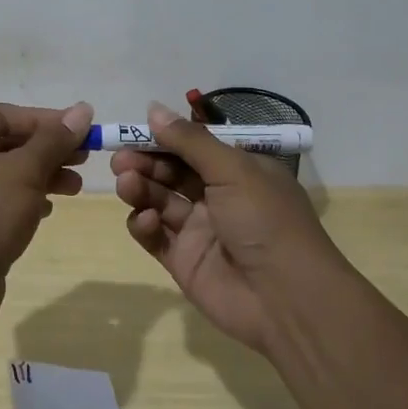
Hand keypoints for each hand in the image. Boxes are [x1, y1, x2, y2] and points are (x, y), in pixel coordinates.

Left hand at [0, 101, 93, 326]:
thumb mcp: (24, 171)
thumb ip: (54, 140)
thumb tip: (83, 109)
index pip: (5, 116)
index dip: (46, 120)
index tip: (82, 131)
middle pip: (6, 143)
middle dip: (48, 150)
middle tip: (84, 159)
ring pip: (7, 174)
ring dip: (43, 175)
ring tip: (75, 186)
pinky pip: (2, 201)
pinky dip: (27, 199)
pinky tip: (49, 209)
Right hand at [112, 100, 342, 352]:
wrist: (287, 299)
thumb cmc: (266, 221)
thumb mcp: (233, 170)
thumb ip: (190, 141)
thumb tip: (153, 109)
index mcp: (239, 171)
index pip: (193, 147)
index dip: (163, 138)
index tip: (133, 131)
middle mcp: (219, 197)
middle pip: (171, 172)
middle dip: (145, 162)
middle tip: (120, 160)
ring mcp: (199, 230)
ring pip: (159, 201)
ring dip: (140, 189)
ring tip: (127, 184)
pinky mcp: (183, 260)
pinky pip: (155, 236)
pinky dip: (144, 225)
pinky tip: (145, 219)